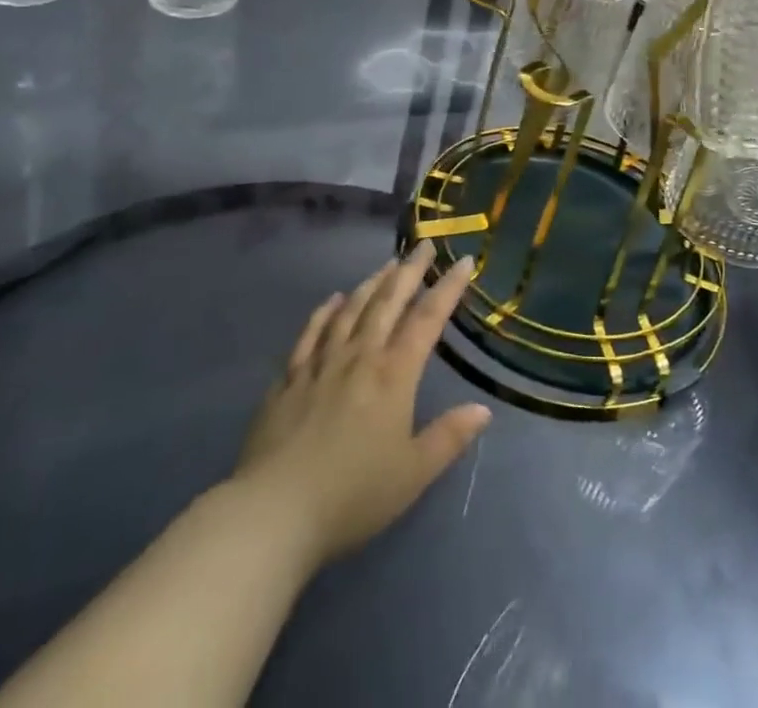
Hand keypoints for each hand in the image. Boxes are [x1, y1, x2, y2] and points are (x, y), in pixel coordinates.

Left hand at [234, 245, 490, 567]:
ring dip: (372, 283)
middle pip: (388, 302)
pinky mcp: (288, 380)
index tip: (463, 260)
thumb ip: (448, 437)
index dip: (448, 288)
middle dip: (409, 271)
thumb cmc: (352, 495)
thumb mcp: (413, 474)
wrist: (274, 512)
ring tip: (387, 264)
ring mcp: (320, 364)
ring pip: (350, 310)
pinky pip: (310, 334)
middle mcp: (359, 357)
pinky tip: (333, 300)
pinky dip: (324, 312)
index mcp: (394, 375)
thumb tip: (483, 409)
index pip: (427, 320)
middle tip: (423, 245)